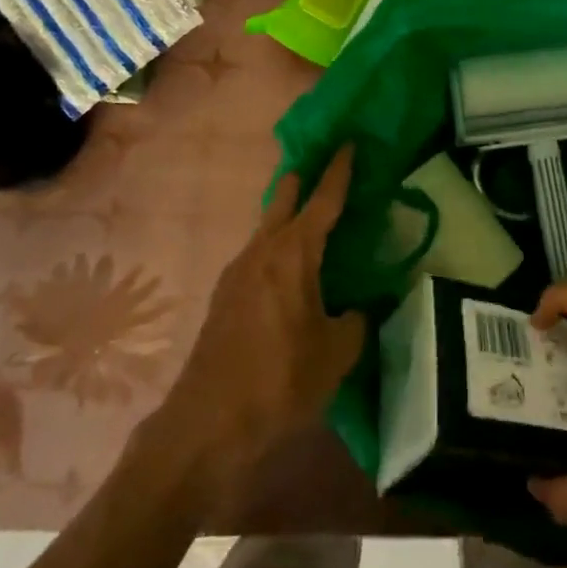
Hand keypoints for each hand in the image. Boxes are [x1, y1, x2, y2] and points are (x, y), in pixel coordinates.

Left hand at [161, 147, 366, 474]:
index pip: (323, 199)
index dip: (339, 170)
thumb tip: (359, 308)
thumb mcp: (337, 353)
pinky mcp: (224, 297)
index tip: (348, 142)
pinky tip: (290, 269)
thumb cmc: (280, 381)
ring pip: (267, 226)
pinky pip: (257, 254)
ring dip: (288, 214)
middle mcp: (262, 250)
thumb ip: (356, 321)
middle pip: (284, 197)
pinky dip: (277, 246)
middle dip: (305, 178)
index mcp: (293, 254)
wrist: (207, 426)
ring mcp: (237, 272)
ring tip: (314, 219)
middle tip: (326, 165)